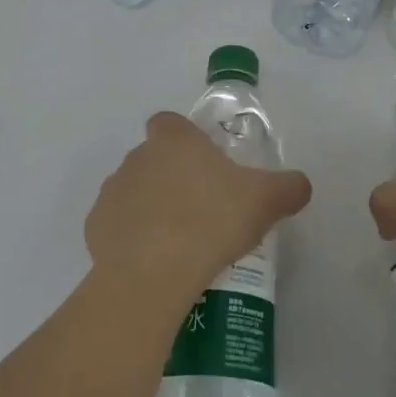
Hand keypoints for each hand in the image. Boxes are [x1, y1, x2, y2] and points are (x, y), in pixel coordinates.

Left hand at [86, 112, 311, 309]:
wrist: (153, 274)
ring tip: (179, 241)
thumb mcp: (266, 201)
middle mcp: (137, 157)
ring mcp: (112, 192)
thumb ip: (289, 187)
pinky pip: (117, 227)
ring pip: (133, 191)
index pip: (170, 122)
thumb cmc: (212, 221)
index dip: (186, 138)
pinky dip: (131, 239)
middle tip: (202, 209)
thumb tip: (300, 185)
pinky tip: (154, 262)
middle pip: (153, 157)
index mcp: (174, 140)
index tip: (205, 164)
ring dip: (150, 207)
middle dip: (172, 177)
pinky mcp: (95, 229)